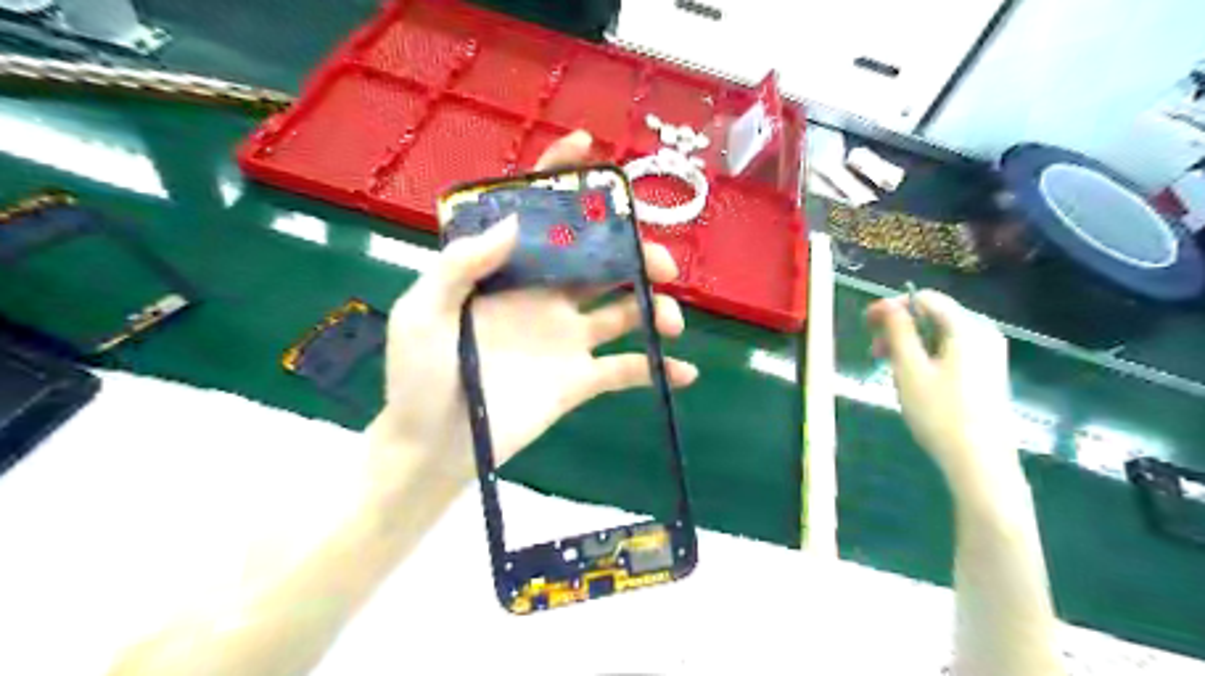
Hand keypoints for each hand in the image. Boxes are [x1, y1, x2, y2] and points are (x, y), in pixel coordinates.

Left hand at [368, 127, 697, 486]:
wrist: (434, 446)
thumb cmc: (419, 377)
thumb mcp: (422, 312)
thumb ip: (460, 265)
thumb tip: (514, 221)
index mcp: (508, 274)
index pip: (538, 216)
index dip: (561, 179)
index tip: (589, 150)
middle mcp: (544, 297)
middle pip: (600, 260)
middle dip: (636, 253)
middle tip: (661, 264)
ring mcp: (566, 339)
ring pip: (624, 310)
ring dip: (656, 309)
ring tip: (670, 321)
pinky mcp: (578, 380)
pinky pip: (626, 370)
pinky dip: (657, 368)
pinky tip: (685, 371)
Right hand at [866, 290, 1014, 480]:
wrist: (980, 462)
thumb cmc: (940, 412)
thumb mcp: (910, 369)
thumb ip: (898, 331)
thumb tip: (888, 304)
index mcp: (967, 328)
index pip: (926, 299)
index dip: (892, 306)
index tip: (866, 324)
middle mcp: (984, 334)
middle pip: (935, 317)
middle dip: (900, 328)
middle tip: (874, 352)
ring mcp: (990, 355)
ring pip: (941, 336)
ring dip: (911, 345)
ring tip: (890, 369)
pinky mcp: (989, 374)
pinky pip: (952, 352)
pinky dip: (928, 357)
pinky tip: (915, 381)